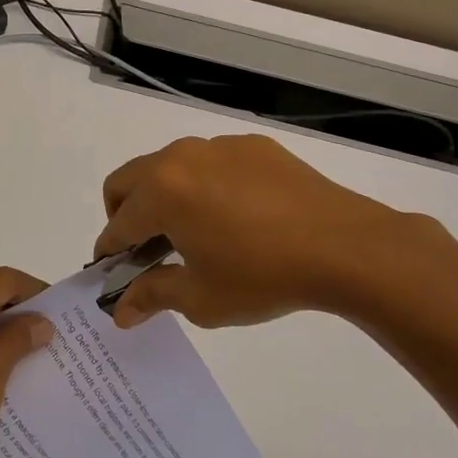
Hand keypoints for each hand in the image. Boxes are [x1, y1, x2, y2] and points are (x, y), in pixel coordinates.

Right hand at [95, 133, 457, 330]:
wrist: (347, 247)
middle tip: (147, 250)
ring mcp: (217, 146)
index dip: (110, 252)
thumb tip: (120, 311)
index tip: (115, 274)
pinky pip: (210, 162)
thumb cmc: (264, 276)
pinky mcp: (251, 146)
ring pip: (168, 166)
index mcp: (161, 191)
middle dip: (124, 215)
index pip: (117, 224)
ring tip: (194, 233)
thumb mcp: (201, 298)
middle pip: (127, 181)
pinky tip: (236, 216)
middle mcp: (180, 158)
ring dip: (163, 196)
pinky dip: (203, 185)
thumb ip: (152, 296)